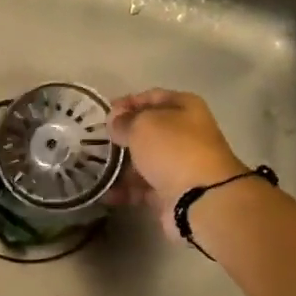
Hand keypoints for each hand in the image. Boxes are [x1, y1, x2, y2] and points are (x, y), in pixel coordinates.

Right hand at [108, 89, 247, 238]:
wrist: (201, 198)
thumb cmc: (173, 149)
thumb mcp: (143, 125)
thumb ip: (124, 120)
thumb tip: (115, 120)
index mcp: (185, 108)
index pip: (152, 97)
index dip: (127, 102)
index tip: (104, 113)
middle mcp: (185, 134)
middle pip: (148, 131)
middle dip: (122, 137)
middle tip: (95, 142)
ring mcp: (180, 164)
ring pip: (144, 161)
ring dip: (120, 166)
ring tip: (96, 170)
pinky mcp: (172, 192)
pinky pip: (143, 187)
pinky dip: (125, 190)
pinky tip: (107, 193)